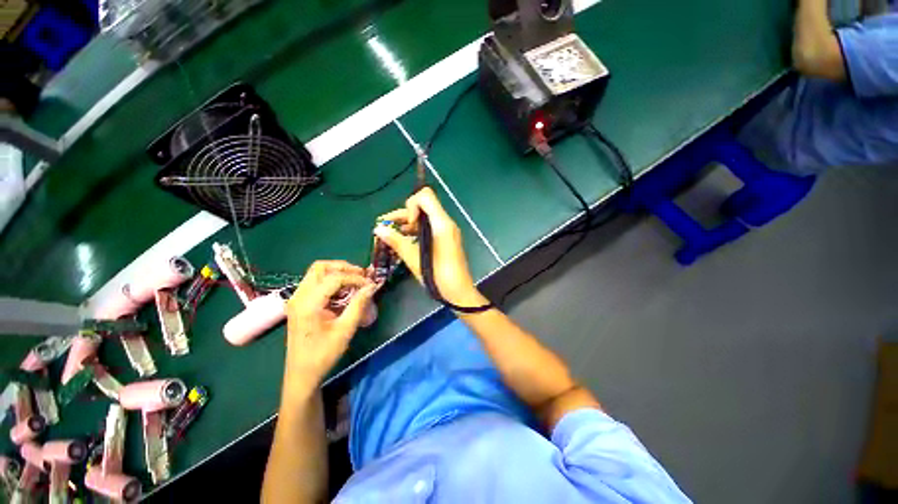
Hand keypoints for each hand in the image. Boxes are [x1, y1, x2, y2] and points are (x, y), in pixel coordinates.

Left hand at [284, 260, 376, 390]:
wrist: (302, 374)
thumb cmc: (323, 354)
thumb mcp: (345, 330)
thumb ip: (358, 305)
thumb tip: (372, 287)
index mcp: (308, 304)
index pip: (334, 278)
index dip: (355, 278)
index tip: (370, 284)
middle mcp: (298, 296)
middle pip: (320, 267)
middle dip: (343, 267)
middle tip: (361, 276)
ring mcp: (296, 299)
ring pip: (317, 272)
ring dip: (337, 272)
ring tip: (355, 281)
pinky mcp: (299, 303)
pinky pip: (315, 282)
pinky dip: (331, 281)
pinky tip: (344, 291)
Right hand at [373, 187, 484, 306]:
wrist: (459, 292)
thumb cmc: (438, 276)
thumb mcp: (415, 259)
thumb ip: (397, 241)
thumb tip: (378, 228)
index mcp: (442, 223)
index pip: (425, 196)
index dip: (411, 205)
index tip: (407, 224)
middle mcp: (446, 223)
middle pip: (423, 206)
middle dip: (403, 214)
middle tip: (385, 224)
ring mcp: (447, 231)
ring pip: (425, 218)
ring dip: (407, 223)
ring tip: (390, 234)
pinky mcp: (446, 239)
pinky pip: (429, 228)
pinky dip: (416, 231)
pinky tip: (404, 241)